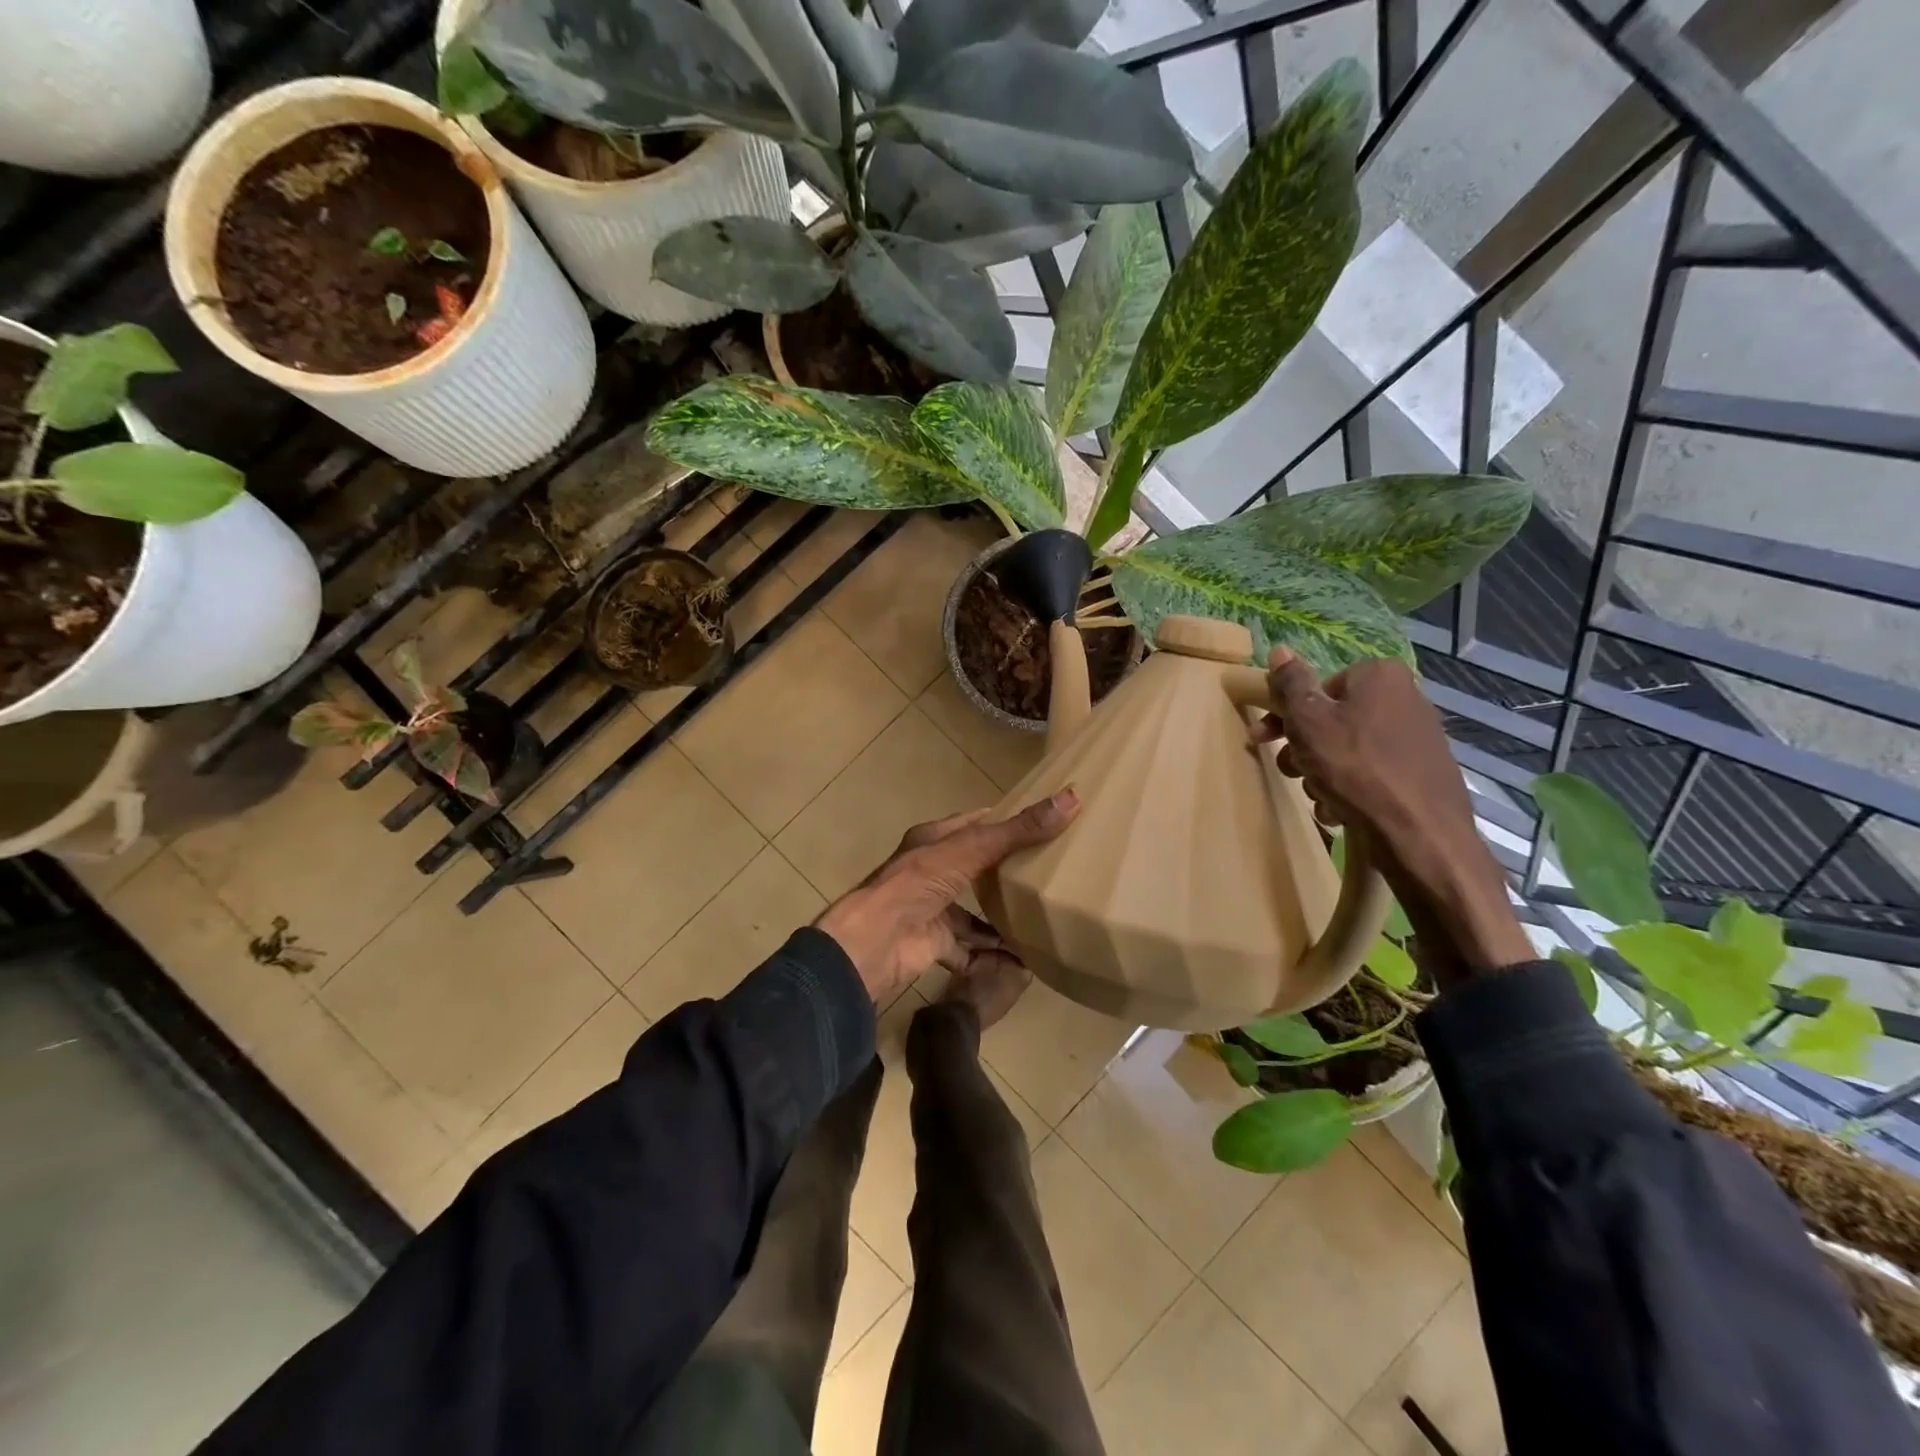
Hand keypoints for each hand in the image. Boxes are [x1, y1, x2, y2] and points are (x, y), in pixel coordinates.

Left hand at [815, 791, 1080, 1004]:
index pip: (974, 824)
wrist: (876, 941)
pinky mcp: (935, 944)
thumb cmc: (919, 883)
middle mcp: (932, 872)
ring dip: (1002, 918)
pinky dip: (992, 955)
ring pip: (974, 912)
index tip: (1043, 822)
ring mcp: (932, 909)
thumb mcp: (972, 849)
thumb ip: (1019, 830)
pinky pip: (970, 949)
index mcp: (934, 841)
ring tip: (1042, 918)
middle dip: (1008, 872)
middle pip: (976, 868)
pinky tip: (1023, 960)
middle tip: (1052, 872)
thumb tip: (1071, 798)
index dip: (1005, 821)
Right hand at [1253, 650, 1531, 976]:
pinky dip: (1349, 790)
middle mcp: (1404, 699)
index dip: (1285, 715)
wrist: (1421, 835)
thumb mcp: (1309, 721)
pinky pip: (1370, 774)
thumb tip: (1280, 650)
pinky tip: (1340, 811)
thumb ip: (1291, 684)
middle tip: (1288, 772)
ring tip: (1318, 798)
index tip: (1264, 739)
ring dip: (1321, 774)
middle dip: (1303, 749)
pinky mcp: (1422, 774)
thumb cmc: (1357, 770)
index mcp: (1379, 677)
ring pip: (1346, 750)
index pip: (1317, 687)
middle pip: (1331, 720)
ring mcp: (1416, 739)